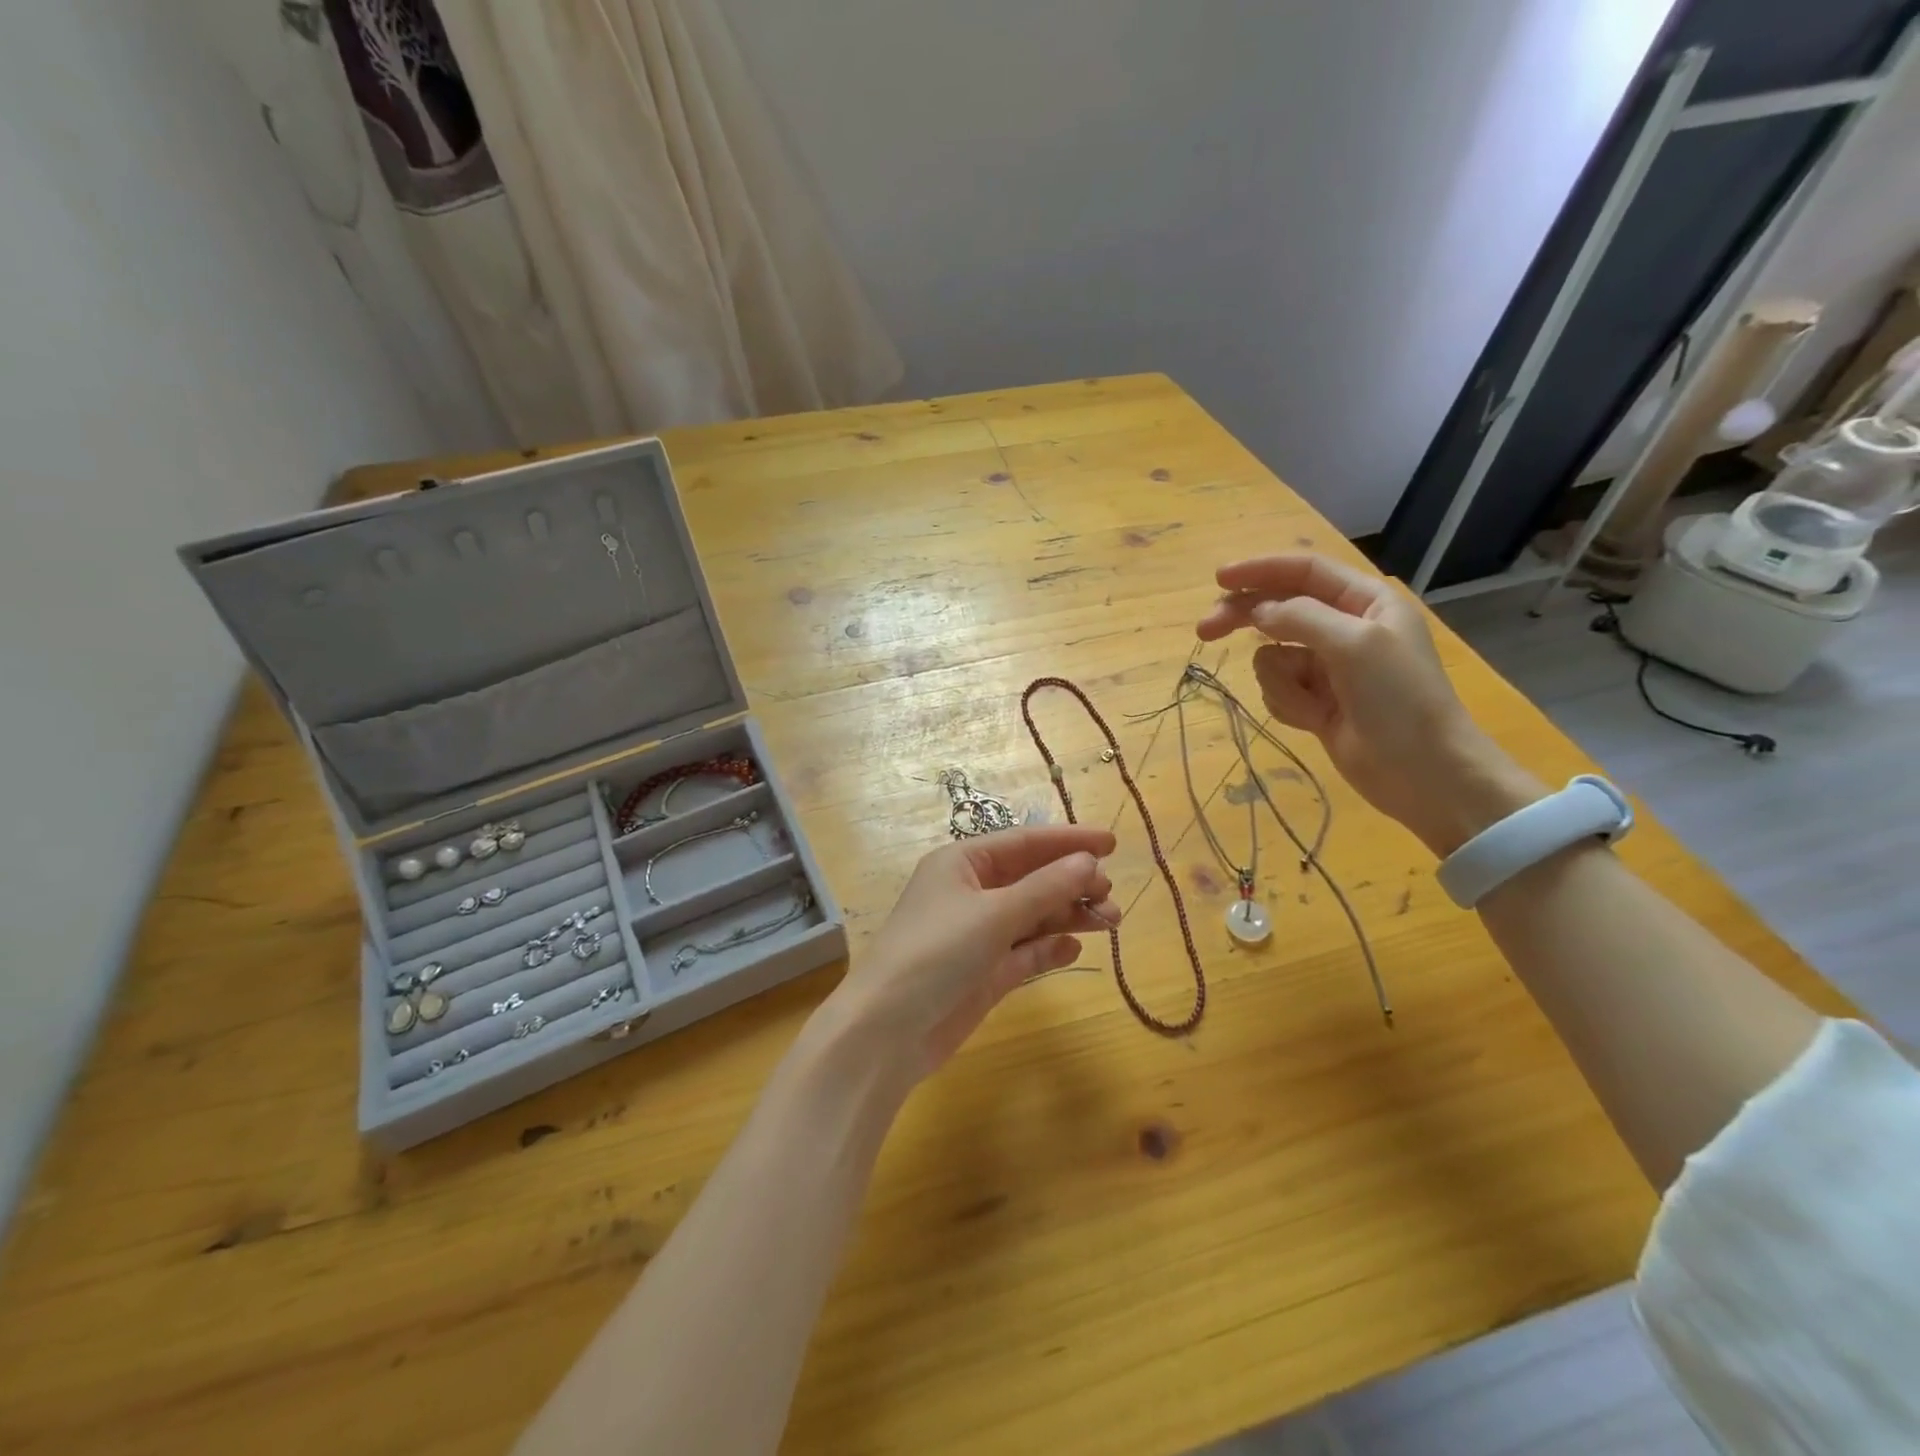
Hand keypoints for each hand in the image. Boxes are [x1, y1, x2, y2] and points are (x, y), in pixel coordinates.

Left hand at [822, 826, 1120, 1081]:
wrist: (888, 1031)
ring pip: (1032, 916)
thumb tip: (1089, 861)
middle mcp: (970, 892)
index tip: (1113, 843)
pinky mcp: (984, 972)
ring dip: (1068, 915)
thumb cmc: (937, 953)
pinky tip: (1074, 948)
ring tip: (1110, 921)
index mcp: (962, 863)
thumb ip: (1045, 887)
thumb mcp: (994, 914)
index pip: (1024, 842)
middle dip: (1072, 882)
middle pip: (1031, 878)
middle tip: (1110, 895)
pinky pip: (1024, 952)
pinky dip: (1049, 947)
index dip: (1068, 841)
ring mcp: (977, 934)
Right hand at [1195, 553, 1541, 854]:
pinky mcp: (1316, 701)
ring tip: (1311, 703)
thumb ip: (1299, 618)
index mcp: (1365, 602)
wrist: (1422, 772)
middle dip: (1244, 620)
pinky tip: (1314, 720)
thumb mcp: (1354, 644)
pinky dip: (1288, 703)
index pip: (1303, 572)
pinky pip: (1279, 688)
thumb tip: (1255, 611)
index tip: (1219, 579)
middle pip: (1278, 610)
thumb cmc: (1398, 699)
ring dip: (1281, 680)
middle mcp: (1345, 627)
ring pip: (1273, 656)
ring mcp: (1329, 667)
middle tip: (1205, 631)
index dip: (1260, 570)